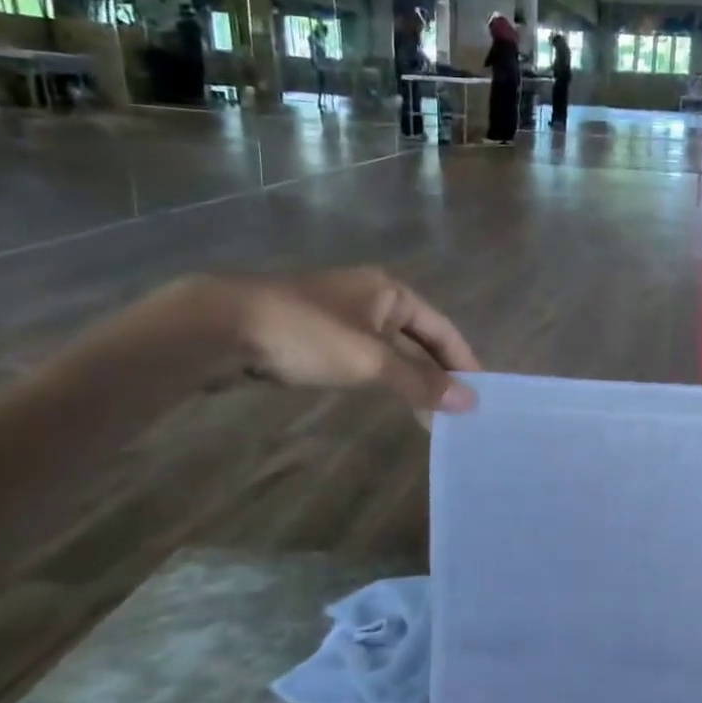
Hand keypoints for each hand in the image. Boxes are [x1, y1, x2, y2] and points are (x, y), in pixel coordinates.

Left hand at [210, 270, 480, 412]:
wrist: (221, 326)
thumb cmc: (308, 335)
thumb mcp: (371, 359)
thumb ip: (420, 382)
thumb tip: (470, 402)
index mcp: (390, 291)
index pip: (442, 328)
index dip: (463, 359)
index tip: (480, 392)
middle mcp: (370, 296)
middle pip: (417, 338)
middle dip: (436, 372)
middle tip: (455, 409)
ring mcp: (339, 313)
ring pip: (388, 349)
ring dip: (408, 377)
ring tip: (425, 411)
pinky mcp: (312, 332)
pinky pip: (361, 355)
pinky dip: (379, 376)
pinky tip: (382, 395)